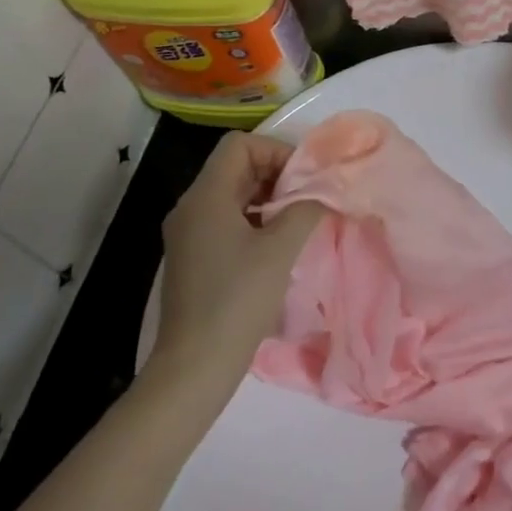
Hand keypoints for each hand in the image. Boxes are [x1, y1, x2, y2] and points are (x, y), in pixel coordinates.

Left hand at [153, 132, 326, 376]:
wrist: (195, 365)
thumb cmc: (238, 299)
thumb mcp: (281, 249)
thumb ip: (306, 209)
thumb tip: (322, 192)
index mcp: (205, 197)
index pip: (240, 145)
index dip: (276, 152)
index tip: (304, 179)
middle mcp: (190, 208)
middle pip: (236, 167)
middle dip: (277, 175)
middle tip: (309, 197)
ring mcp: (189, 234)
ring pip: (233, 194)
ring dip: (268, 198)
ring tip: (299, 220)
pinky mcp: (194, 257)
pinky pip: (227, 220)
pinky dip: (255, 220)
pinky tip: (278, 245)